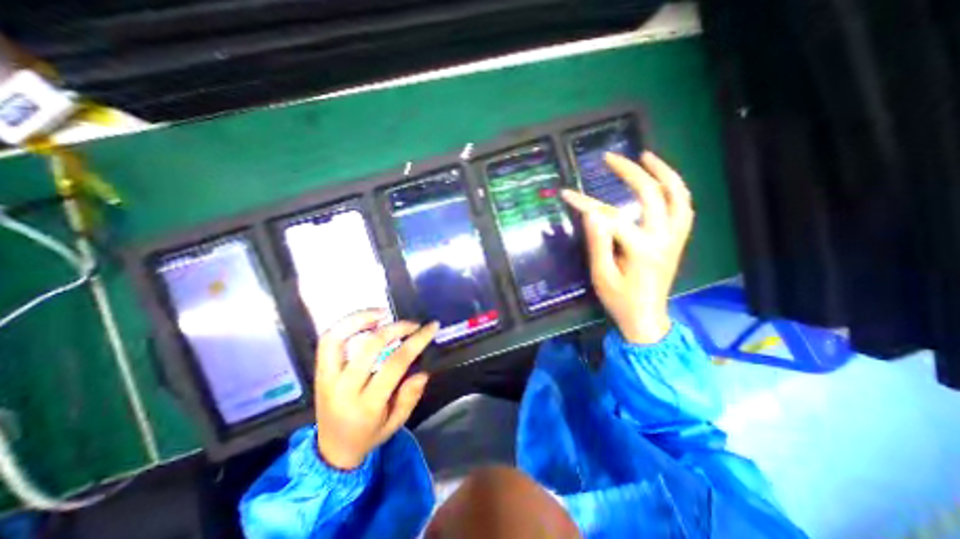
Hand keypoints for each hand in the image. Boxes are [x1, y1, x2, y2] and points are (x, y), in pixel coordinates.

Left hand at [314, 309, 438, 469]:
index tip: (431, 327)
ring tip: (383, 312)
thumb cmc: (368, 435)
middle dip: (396, 328)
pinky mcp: (319, 372)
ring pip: (339, 338)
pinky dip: (346, 325)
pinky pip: (328, 341)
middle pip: (371, 346)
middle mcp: (344, 388)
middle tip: (413, 324)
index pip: (395, 363)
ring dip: (362, 318)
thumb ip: (410, 397)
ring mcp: (327, 378)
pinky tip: (365, 321)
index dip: (416, 341)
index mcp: (367, 405)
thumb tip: (422, 370)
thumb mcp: (397, 423)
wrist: (330, 451)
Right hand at [560, 152, 694, 344]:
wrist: (646, 319)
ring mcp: (675, 238)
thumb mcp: (602, 275)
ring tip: (647, 157)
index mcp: (641, 249)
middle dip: (630, 172)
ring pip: (678, 196)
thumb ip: (598, 243)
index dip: (586, 203)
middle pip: (652, 194)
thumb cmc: (619, 300)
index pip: (610, 217)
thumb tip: (591, 212)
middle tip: (611, 158)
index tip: (567, 193)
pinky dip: (675, 190)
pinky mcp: (678, 241)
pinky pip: (684, 208)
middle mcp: (663, 238)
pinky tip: (663, 182)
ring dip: (664, 172)